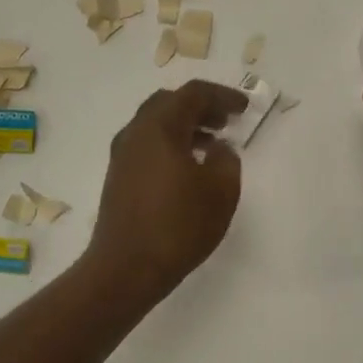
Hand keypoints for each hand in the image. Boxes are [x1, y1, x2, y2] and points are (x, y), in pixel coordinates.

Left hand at [87, 80, 248, 299]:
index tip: (244, 108)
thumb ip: (227, 160)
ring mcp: (122, 155)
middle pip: (169, 103)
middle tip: (225, 121)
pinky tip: (188, 168)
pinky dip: (171, 144)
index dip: (222, 96)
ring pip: (156, 124)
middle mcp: (136, 132)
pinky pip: (147, 145)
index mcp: (160, 127)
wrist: (125, 268)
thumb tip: (219, 149)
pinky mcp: (118, 177)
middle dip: (200, 107)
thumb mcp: (220, 192)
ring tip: (212, 145)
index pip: (193, 94)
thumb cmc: (178, 226)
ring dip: (185, 126)